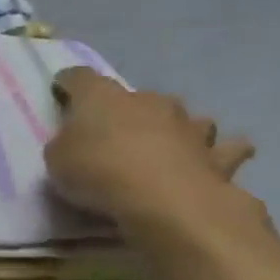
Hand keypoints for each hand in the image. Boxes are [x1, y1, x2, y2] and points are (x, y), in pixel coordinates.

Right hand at [46, 67, 255, 225]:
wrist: (167, 202)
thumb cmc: (99, 172)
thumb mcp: (56, 160)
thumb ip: (65, 145)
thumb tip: (77, 143)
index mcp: (102, 96)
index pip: (79, 77)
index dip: (68, 85)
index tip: (60, 95)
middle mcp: (147, 100)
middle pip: (134, 97)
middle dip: (125, 111)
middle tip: (113, 135)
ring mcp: (188, 125)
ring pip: (183, 117)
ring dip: (173, 128)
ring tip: (164, 146)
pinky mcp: (218, 155)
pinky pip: (223, 150)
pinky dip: (217, 153)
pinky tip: (211, 161)